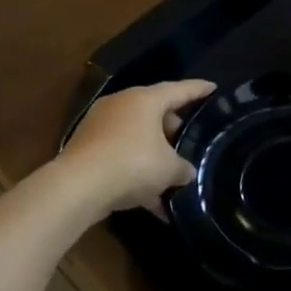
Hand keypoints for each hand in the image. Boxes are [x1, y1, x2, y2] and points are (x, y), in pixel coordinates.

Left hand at [60, 79, 215, 215]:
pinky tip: (152, 202)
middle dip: (174, 129)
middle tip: (190, 142)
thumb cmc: (133, 164)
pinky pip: (121, 157)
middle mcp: (120, 106)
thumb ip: (183, 168)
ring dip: (154, 155)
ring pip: (136, 137)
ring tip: (172, 177)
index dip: (198, 89)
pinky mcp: (86, 150)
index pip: (179, 89)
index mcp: (144, 100)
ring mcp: (99, 127)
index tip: (213, 88)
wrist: (78, 187)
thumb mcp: (169, 169)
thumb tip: (186, 172)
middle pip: (155, 113)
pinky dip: (136, 174)